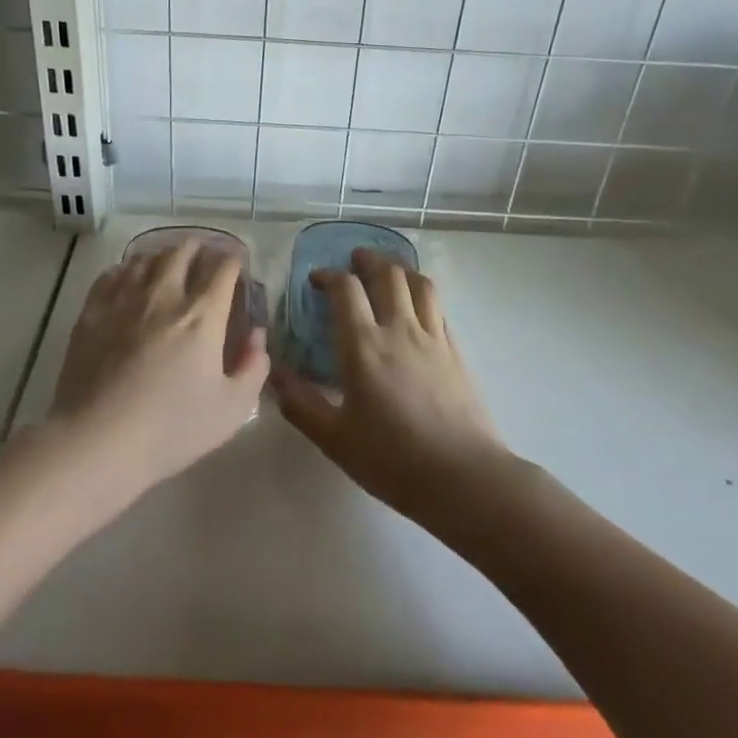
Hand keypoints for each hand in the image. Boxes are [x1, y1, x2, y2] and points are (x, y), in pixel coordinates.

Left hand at [49, 240, 268, 493]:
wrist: (98, 441)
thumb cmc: (171, 429)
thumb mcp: (232, 410)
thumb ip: (254, 367)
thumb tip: (256, 335)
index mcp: (202, 315)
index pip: (222, 268)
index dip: (233, 259)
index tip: (236, 263)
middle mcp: (164, 295)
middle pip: (182, 251)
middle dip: (199, 248)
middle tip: (204, 257)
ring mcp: (124, 300)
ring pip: (145, 258)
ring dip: (162, 255)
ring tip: (167, 263)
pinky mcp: (92, 311)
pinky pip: (111, 274)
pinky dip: (126, 269)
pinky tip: (128, 279)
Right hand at [273, 249, 508, 524]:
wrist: (463, 477)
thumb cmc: (393, 460)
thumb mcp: (335, 439)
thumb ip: (301, 405)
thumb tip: (275, 376)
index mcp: (364, 345)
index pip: (346, 289)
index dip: (329, 275)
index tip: (316, 280)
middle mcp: (399, 329)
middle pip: (387, 273)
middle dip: (367, 259)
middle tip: (354, 261)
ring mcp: (432, 336)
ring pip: (418, 282)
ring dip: (399, 268)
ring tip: (387, 271)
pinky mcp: (455, 350)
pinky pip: (437, 306)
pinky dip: (422, 293)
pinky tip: (416, 306)